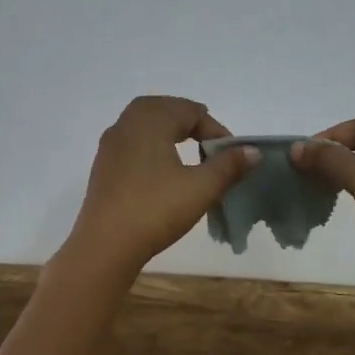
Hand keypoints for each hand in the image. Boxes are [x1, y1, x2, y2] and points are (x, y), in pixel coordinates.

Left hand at [65, 96, 260, 276]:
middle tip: (210, 144)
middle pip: (164, 109)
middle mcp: (126, 123)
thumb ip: (228, 166)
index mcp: (150, 119)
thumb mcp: (201, 188)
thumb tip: (252, 151)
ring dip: (169, 132)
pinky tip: (161, 172)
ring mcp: (110, 144)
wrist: (105, 245)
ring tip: (188, 154)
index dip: (215, 129)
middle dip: (190, 122)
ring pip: (144, 124)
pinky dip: (151, 146)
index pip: (190, 111)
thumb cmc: (156, 209)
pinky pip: (132, 143)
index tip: (230, 155)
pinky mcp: (102, 166)